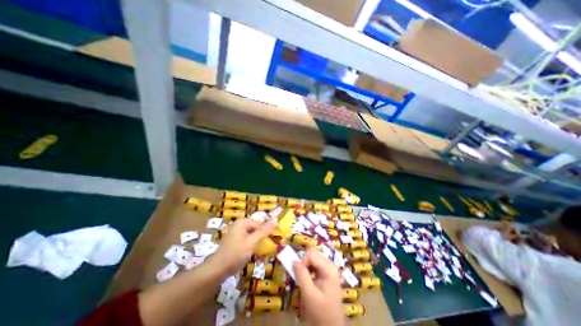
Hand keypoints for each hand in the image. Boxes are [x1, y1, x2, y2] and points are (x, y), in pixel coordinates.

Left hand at [212, 219, 277, 275]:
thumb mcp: (251, 242)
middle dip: (262, 239)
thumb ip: (264, 231)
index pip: (261, 224)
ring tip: (262, 253)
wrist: (217, 270)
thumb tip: (276, 219)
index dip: (268, 233)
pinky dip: (252, 247)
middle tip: (268, 249)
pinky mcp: (235, 241)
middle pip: (256, 230)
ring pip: (253, 236)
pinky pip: (248, 241)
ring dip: (258, 244)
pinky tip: (255, 254)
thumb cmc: (235, 253)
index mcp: (243, 222)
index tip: (274, 242)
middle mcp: (240, 225)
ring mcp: (237, 233)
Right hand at [293, 249, 341, 324]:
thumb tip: (294, 260)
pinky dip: (310, 268)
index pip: (311, 254)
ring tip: (303, 278)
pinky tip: (309, 279)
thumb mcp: (309, 294)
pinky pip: (317, 264)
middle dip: (304, 262)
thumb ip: (301, 275)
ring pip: (314, 258)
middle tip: (300, 275)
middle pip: (313, 254)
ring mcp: (331, 268)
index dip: (302, 261)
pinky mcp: (329, 272)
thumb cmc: (320, 311)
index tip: (297, 273)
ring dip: (307, 265)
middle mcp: (331, 265)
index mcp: (329, 268)